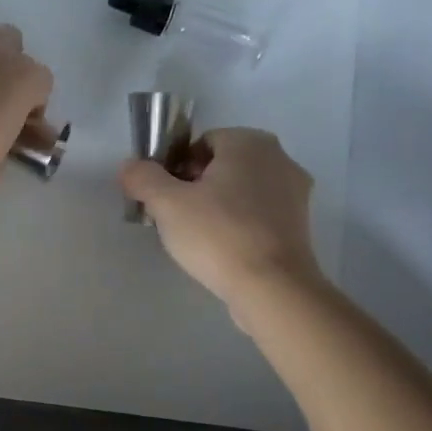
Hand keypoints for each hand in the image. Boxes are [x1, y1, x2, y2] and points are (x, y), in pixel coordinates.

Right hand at [118, 128, 324, 308]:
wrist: (273, 288)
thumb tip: (130, 167)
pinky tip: (223, 249)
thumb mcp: (166, 203)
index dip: (176, 167)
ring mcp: (296, 192)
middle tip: (176, 216)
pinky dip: (239, 224)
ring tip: (197, 236)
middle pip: (222, 165)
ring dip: (218, 205)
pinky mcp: (301, 225)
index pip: (201, 143)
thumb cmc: (218, 234)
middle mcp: (280, 158)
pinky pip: (259, 214)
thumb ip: (142, 178)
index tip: (165, 196)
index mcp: (250, 142)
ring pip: (241, 190)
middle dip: (196, 186)